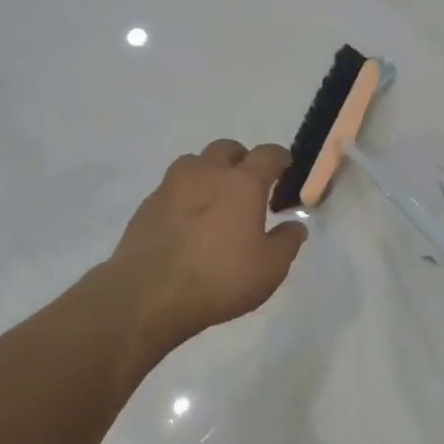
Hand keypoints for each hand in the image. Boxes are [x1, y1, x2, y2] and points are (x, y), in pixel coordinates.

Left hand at [111, 141, 307, 366]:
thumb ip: (287, 242)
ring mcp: (172, 185)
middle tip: (248, 186)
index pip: (267, 154)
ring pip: (195, 162)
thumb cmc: (219, 279)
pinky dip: (185, 195)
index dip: (280, 158)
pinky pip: (172, 187)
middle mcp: (207, 173)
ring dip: (209, 172)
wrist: (148, 295)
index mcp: (242, 183)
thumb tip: (295, 225)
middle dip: (242, 160)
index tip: (285, 169)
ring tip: (214, 199)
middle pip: (227, 148)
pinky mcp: (148, 204)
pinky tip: (187, 221)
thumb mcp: (269, 269)